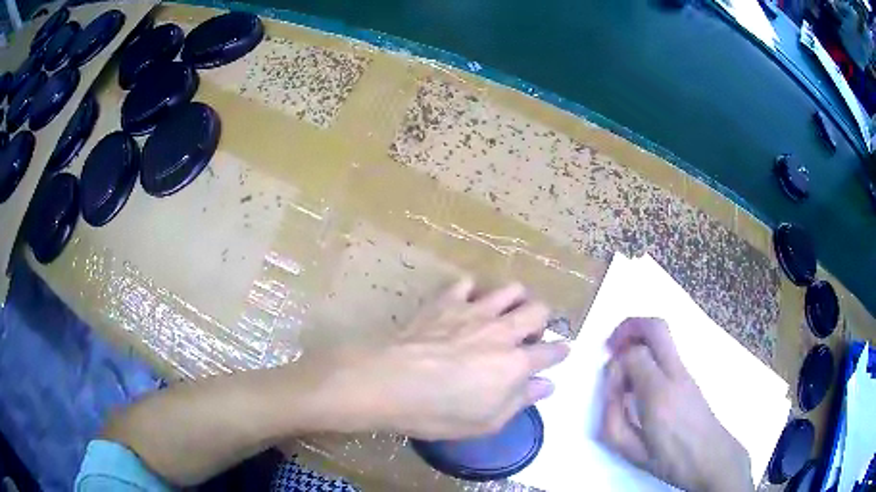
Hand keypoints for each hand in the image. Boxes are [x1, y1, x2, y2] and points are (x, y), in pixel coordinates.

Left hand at [325, 279, 569, 440]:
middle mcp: (503, 331)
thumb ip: (521, 400)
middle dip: (542, 320)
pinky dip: (471, 291)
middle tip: (530, 334)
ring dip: (515, 299)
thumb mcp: (487, 421)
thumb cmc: (440, 413)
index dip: (560, 352)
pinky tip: (465, 303)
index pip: (551, 352)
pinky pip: (467, 284)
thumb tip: (547, 385)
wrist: (392, 384)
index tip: (561, 353)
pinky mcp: (447, 301)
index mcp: (517, 363)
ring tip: (506, 312)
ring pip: (510, 290)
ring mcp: (475, 311)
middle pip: (538, 311)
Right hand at [598, 318, 752, 491]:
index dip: (615, 366)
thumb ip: (613, 419)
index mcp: (659, 394)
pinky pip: (667, 349)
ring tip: (624, 365)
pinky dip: (649, 351)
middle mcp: (675, 373)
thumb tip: (612, 390)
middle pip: (655, 327)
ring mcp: (686, 371)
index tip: (611, 388)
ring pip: (663, 334)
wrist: (711, 458)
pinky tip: (641, 380)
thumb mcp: (631, 450)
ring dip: (639, 338)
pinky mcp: (690, 375)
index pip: (633, 356)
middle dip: (629, 327)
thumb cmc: (671, 459)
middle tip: (612, 345)